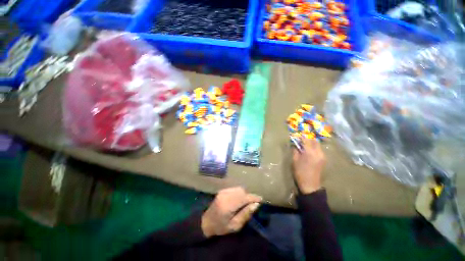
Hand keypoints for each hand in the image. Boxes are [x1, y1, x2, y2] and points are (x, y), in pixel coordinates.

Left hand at [201, 187, 261, 237]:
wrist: (206, 222)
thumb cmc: (221, 227)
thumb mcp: (235, 226)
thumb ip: (246, 214)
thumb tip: (256, 204)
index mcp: (228, 205)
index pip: (244, 198)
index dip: (253, 197)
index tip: (261, 199)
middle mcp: (225, 195)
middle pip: (242, 191)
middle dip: (249, 196)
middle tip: (252, 204)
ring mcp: (223, 191)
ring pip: (239, 188)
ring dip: (244, 194)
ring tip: (245, 203)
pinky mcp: (222, 190)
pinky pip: (234, 189)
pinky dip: (239, 193)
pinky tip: (239, 200)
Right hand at [292, 139, 325, 193]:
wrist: (310, 184)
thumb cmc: (300, 172)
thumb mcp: (295, 160)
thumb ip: (295, 151)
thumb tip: (295, 145)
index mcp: (309, 152)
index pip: (306, 140)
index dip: (301, 137)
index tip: (297, 136)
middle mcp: (318, 152)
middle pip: (314, 141)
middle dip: (308, 139)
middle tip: (301, 140)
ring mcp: (322, 156)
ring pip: (317, 145)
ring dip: (311, 143)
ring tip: (305, 145)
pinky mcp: (323, 159)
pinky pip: (319, 149)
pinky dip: (314, 147)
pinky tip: (309, 150)